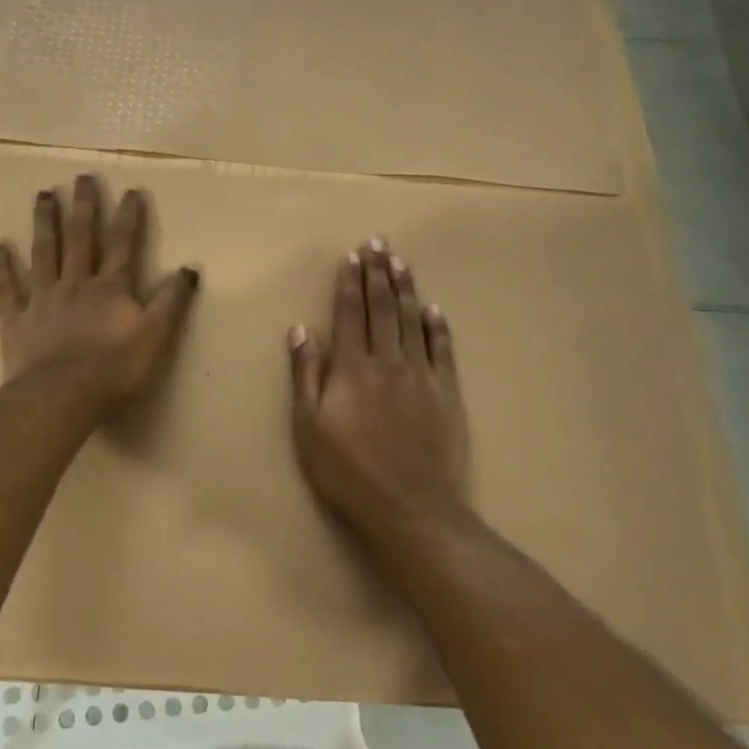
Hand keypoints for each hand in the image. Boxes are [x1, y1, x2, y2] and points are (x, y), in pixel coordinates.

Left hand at [0, 174, 199, 410]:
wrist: (62, 396)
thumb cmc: (115, 369)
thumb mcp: (157, 336)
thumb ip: (172, 302)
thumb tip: (189, 268)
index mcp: (110, 289)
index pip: (124, 245)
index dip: (129, 217)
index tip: (132, 190)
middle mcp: (76, 285)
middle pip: (81, 239)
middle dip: (84, 207)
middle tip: (82, 177)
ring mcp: (43, 300)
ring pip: (44, 253)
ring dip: (45, 223)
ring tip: (43, 195)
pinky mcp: (17, 321)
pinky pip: (6, 289)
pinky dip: (0, 267)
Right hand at [288, 239, 470, 539]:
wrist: (411, 507)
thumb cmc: (348, 472)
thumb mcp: (309, 428)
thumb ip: (305, 375)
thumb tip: (301, 330)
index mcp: (350, 368)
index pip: (349, 315)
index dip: (349, 284)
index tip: (351, 257)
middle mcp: (387, 362)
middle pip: (381, 309)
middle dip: (377, 273)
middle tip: (378, 242)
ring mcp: (421, 376)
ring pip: (412, 321)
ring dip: (406, 289)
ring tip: (401, 262)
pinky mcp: (447, 394)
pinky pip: (443, 351)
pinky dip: (439, 327)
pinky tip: (435, 309)